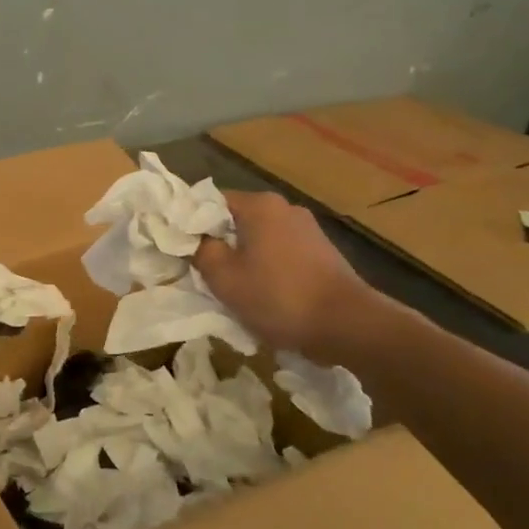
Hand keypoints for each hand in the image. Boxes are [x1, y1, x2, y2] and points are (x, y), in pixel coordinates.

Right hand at [192, 191, 378, 355]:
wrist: (348, 325)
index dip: (191, 224)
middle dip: (219, 243)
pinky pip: (281, 254)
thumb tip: (197, 241)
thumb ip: (201, 251)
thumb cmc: (278, 296)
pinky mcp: (322, 253)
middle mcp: (285, 208)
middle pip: (236, 220)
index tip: (181, 249)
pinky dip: (268, 269)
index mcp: (259, 205)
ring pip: (259, 239)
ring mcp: (308, 230)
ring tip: (234, 288)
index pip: (210, 202)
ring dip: (244, 259)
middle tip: (203, 272)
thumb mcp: (223, 278)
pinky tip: (265, 295)